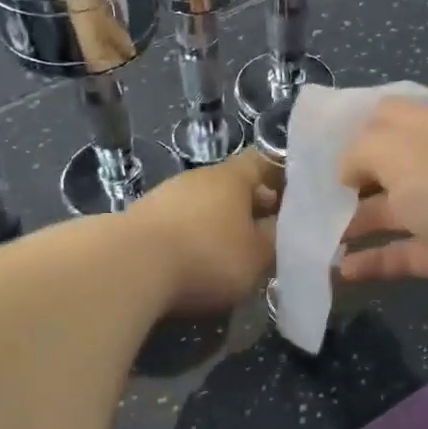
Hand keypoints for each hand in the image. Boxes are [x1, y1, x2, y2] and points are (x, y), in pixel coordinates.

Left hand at [130, 151, 277, 316]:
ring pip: (206, 205)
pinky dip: (195, 237)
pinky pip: (181, 223)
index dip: (284, 177)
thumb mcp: (257, 256)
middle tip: (272, 233)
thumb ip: (276, 241)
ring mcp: (166, 196)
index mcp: (232, 177)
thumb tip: (282, 229)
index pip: (265, 161)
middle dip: (254, 206)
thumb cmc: (206, 255)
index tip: (299, 199)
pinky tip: (198, 262)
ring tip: (236, 252)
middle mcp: (198, 178)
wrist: (128, 267)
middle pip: (234, 185)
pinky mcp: (142, 220)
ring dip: (222, 223)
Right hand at [337, 100, 427, 323]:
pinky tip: (342, 271)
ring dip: (355, 223)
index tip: (317, 152)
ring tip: (317, 240)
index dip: (352, 129)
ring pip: (391, 211)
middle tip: (309, 200)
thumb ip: (362, 151)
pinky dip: (373, 261)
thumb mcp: (403, 154)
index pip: (387, 116)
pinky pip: (402, 254)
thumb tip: (347, 171)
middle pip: (386, 166)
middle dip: (349, 180)